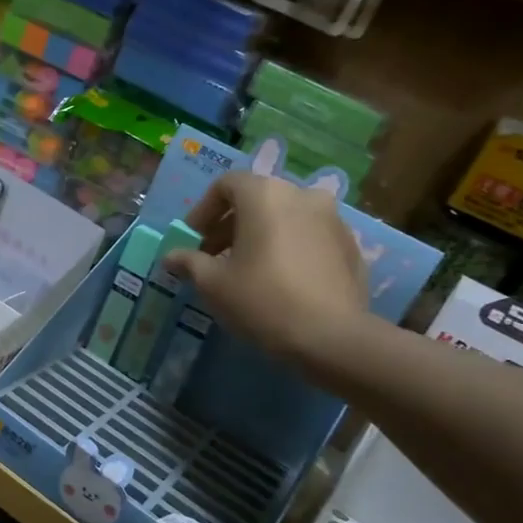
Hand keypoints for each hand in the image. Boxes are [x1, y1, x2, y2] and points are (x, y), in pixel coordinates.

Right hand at [163, 173, 370, 367]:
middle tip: (213, 256)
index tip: (193, 239)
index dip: (203, 210)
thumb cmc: (261, 300)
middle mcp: (302, 195)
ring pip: (286, 217)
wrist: (331, 337)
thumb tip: (170, 257)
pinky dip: (289, 248)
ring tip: (247, 269)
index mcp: (265, 195)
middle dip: (230, 224)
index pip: (226, 184)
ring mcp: (333, 219)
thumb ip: (189, 262)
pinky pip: (309, 237)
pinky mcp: (351, 246)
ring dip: (261, 235)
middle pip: (257, 199)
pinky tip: (280, 281)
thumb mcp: (212, 283)